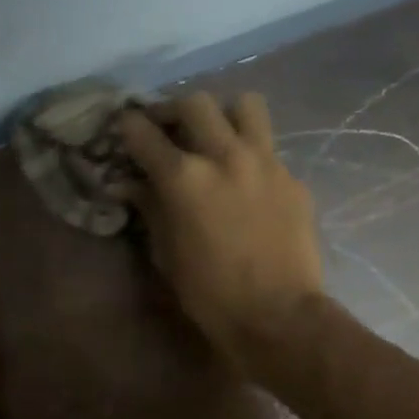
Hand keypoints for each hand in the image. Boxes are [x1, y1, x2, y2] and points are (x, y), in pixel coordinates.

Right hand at [118, 92, 323, 370]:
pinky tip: (248, 184)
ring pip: (245, 106)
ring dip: (225, 116)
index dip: (129, 127)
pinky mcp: (293, 178)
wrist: (278, 315)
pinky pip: (269, 149)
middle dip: (174, 111)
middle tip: (169, 130)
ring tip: (217, 138)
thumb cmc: (209, 293)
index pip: (144, 132)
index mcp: (184, 177)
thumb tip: (128, 184)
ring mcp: (265, 162)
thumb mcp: (166, 253)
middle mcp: (224, 156)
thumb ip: (149, 208)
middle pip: (195, 103)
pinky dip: (251, 156)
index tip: (125, 129)